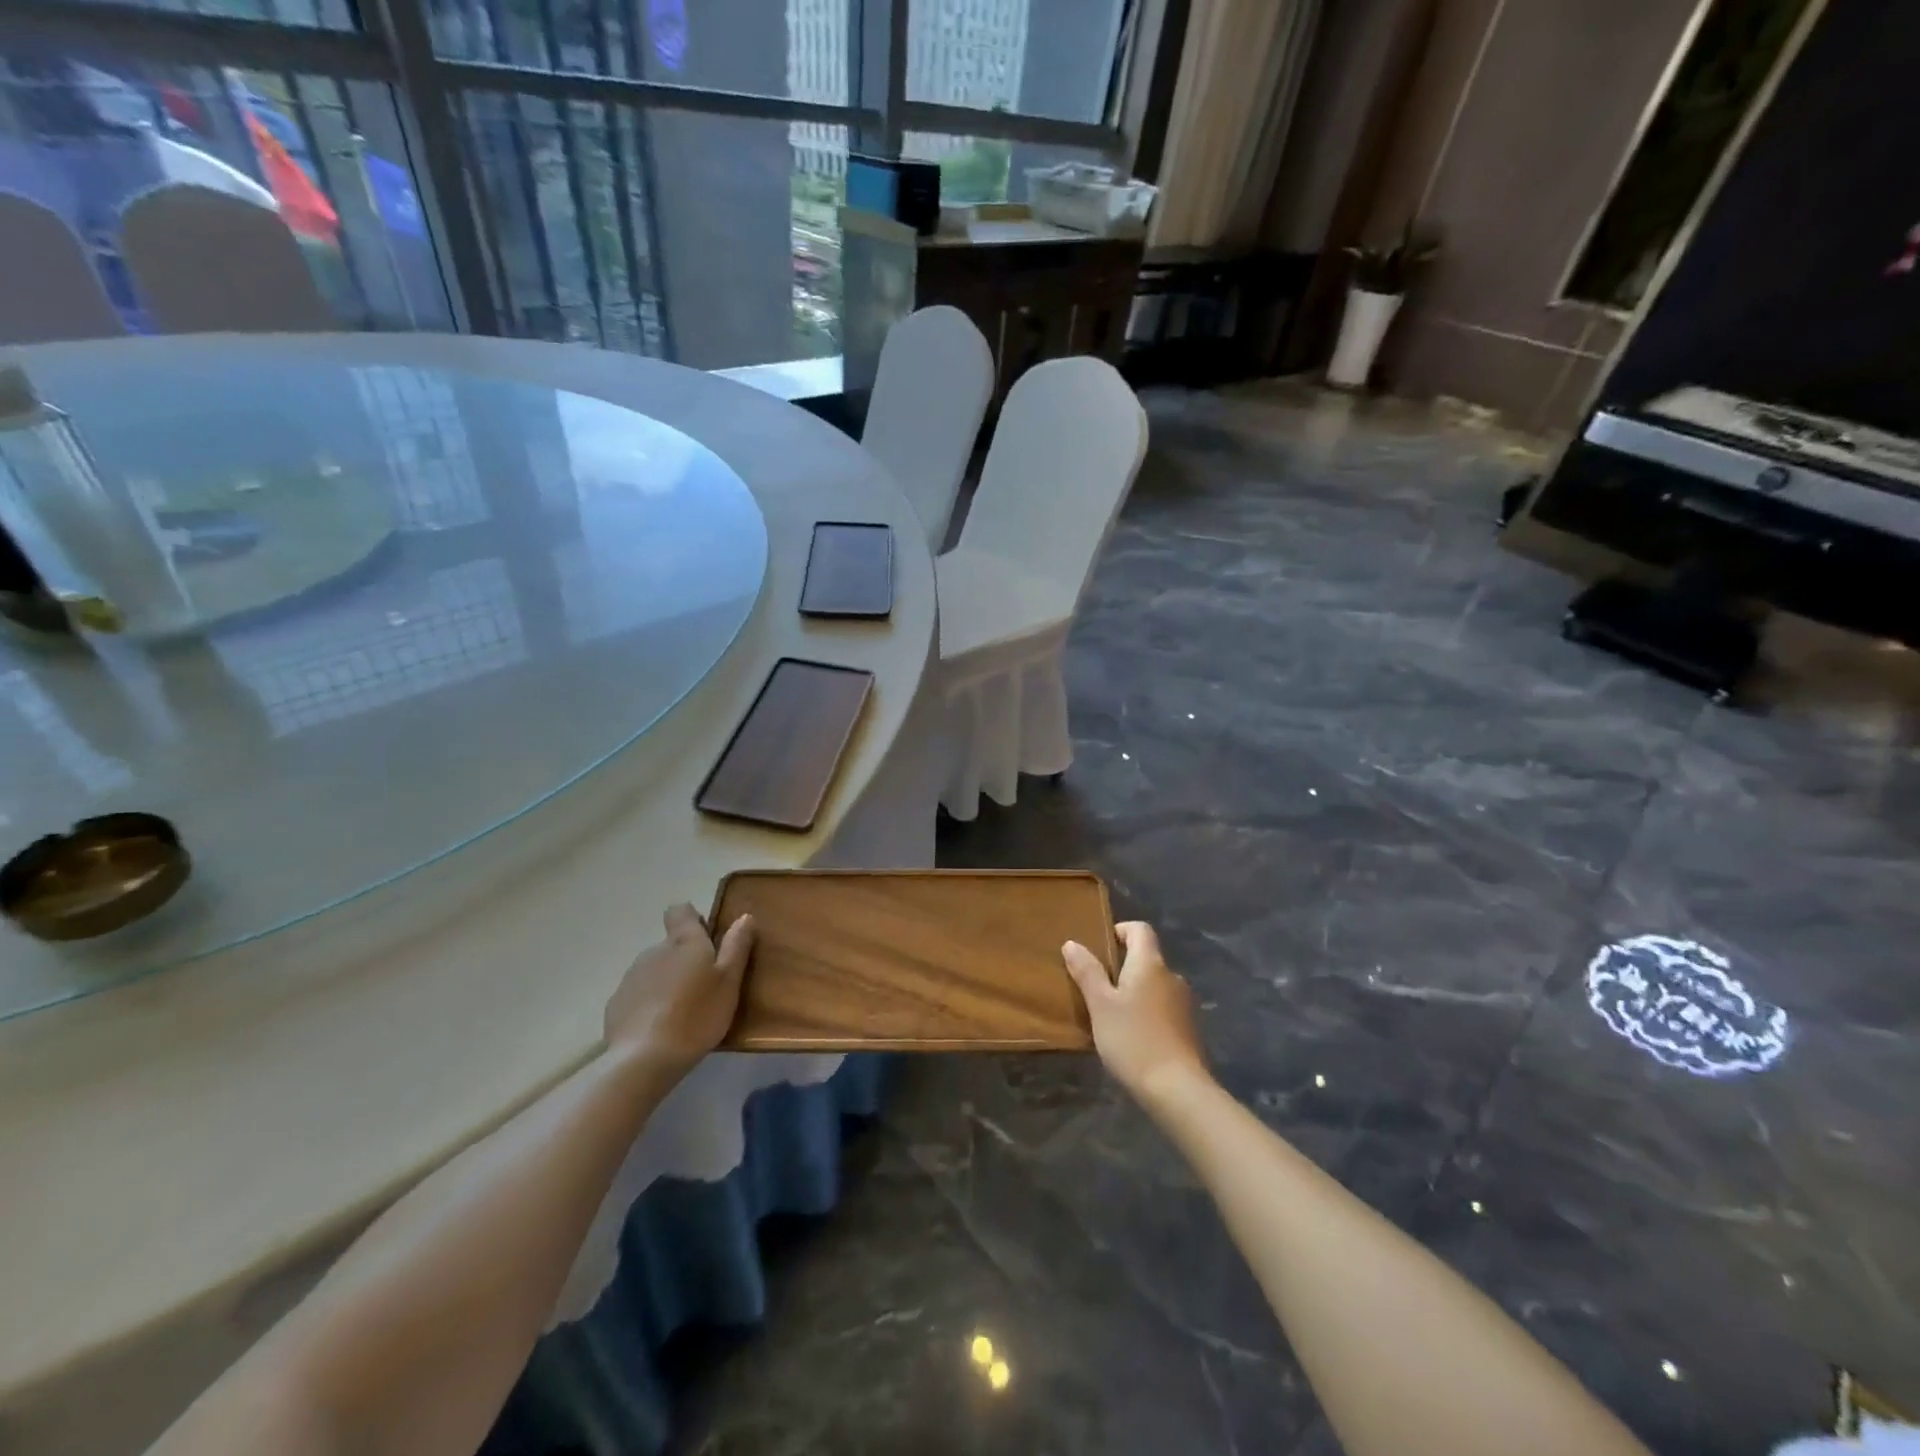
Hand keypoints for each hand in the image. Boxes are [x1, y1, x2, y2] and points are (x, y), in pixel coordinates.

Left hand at [604, 903, 754, 1080]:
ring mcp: (631, 977)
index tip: (707, 940)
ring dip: (667, 982)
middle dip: (685, 959)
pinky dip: (649, 1004)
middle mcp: (654, 951)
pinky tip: (659, 1029)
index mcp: (684, 942)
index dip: (693, 920)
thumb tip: (744, 916)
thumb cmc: (696, 1016)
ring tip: (682, 1013)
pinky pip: (639, 995)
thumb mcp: (729, 982)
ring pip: (655, 970)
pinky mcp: (616, 1004)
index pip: (680, 911)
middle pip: (670, 945)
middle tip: (704, 987)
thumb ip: (736, 947)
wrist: (643, 1060)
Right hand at [1062, 921, 1209, 1104]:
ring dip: (1135, 991)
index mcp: (1150, 964)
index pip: (1140, 929)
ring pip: (1155, 985)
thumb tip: (1072, 943)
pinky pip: (1163, 1007)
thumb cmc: (1133, 1039)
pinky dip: (1147, 1011)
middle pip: (1147, 958)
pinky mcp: (1188, 1029)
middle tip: (1097, 986)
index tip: (1100, 947)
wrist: (1177, 1089)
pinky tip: (1132, 1035)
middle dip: (1123, 966)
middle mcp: (1172, 976)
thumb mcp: (1100, 1005)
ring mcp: (1184, 1004)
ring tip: (1112, 1014)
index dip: (1120, 930)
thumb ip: (1087, 972)